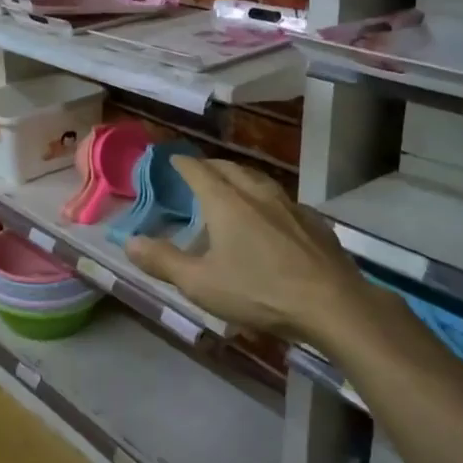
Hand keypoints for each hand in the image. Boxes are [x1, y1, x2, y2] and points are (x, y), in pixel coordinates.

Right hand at [125, 158, 380, 354]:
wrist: (333, 304)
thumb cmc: (259, 291)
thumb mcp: (200, 284)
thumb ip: (163, 261)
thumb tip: (129, 242)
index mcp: (226, 202)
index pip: (198, 170)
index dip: (182, 163)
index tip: (171, 158)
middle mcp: (257, 194)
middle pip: (230, 168)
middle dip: (211, 166)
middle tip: (198, 172)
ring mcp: (290, 206)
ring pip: (260, 180)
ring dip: (241, 179)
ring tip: (233, 189)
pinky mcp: (315, 223)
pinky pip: (284, 201)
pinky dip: (268, 201)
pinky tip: (272, 218)